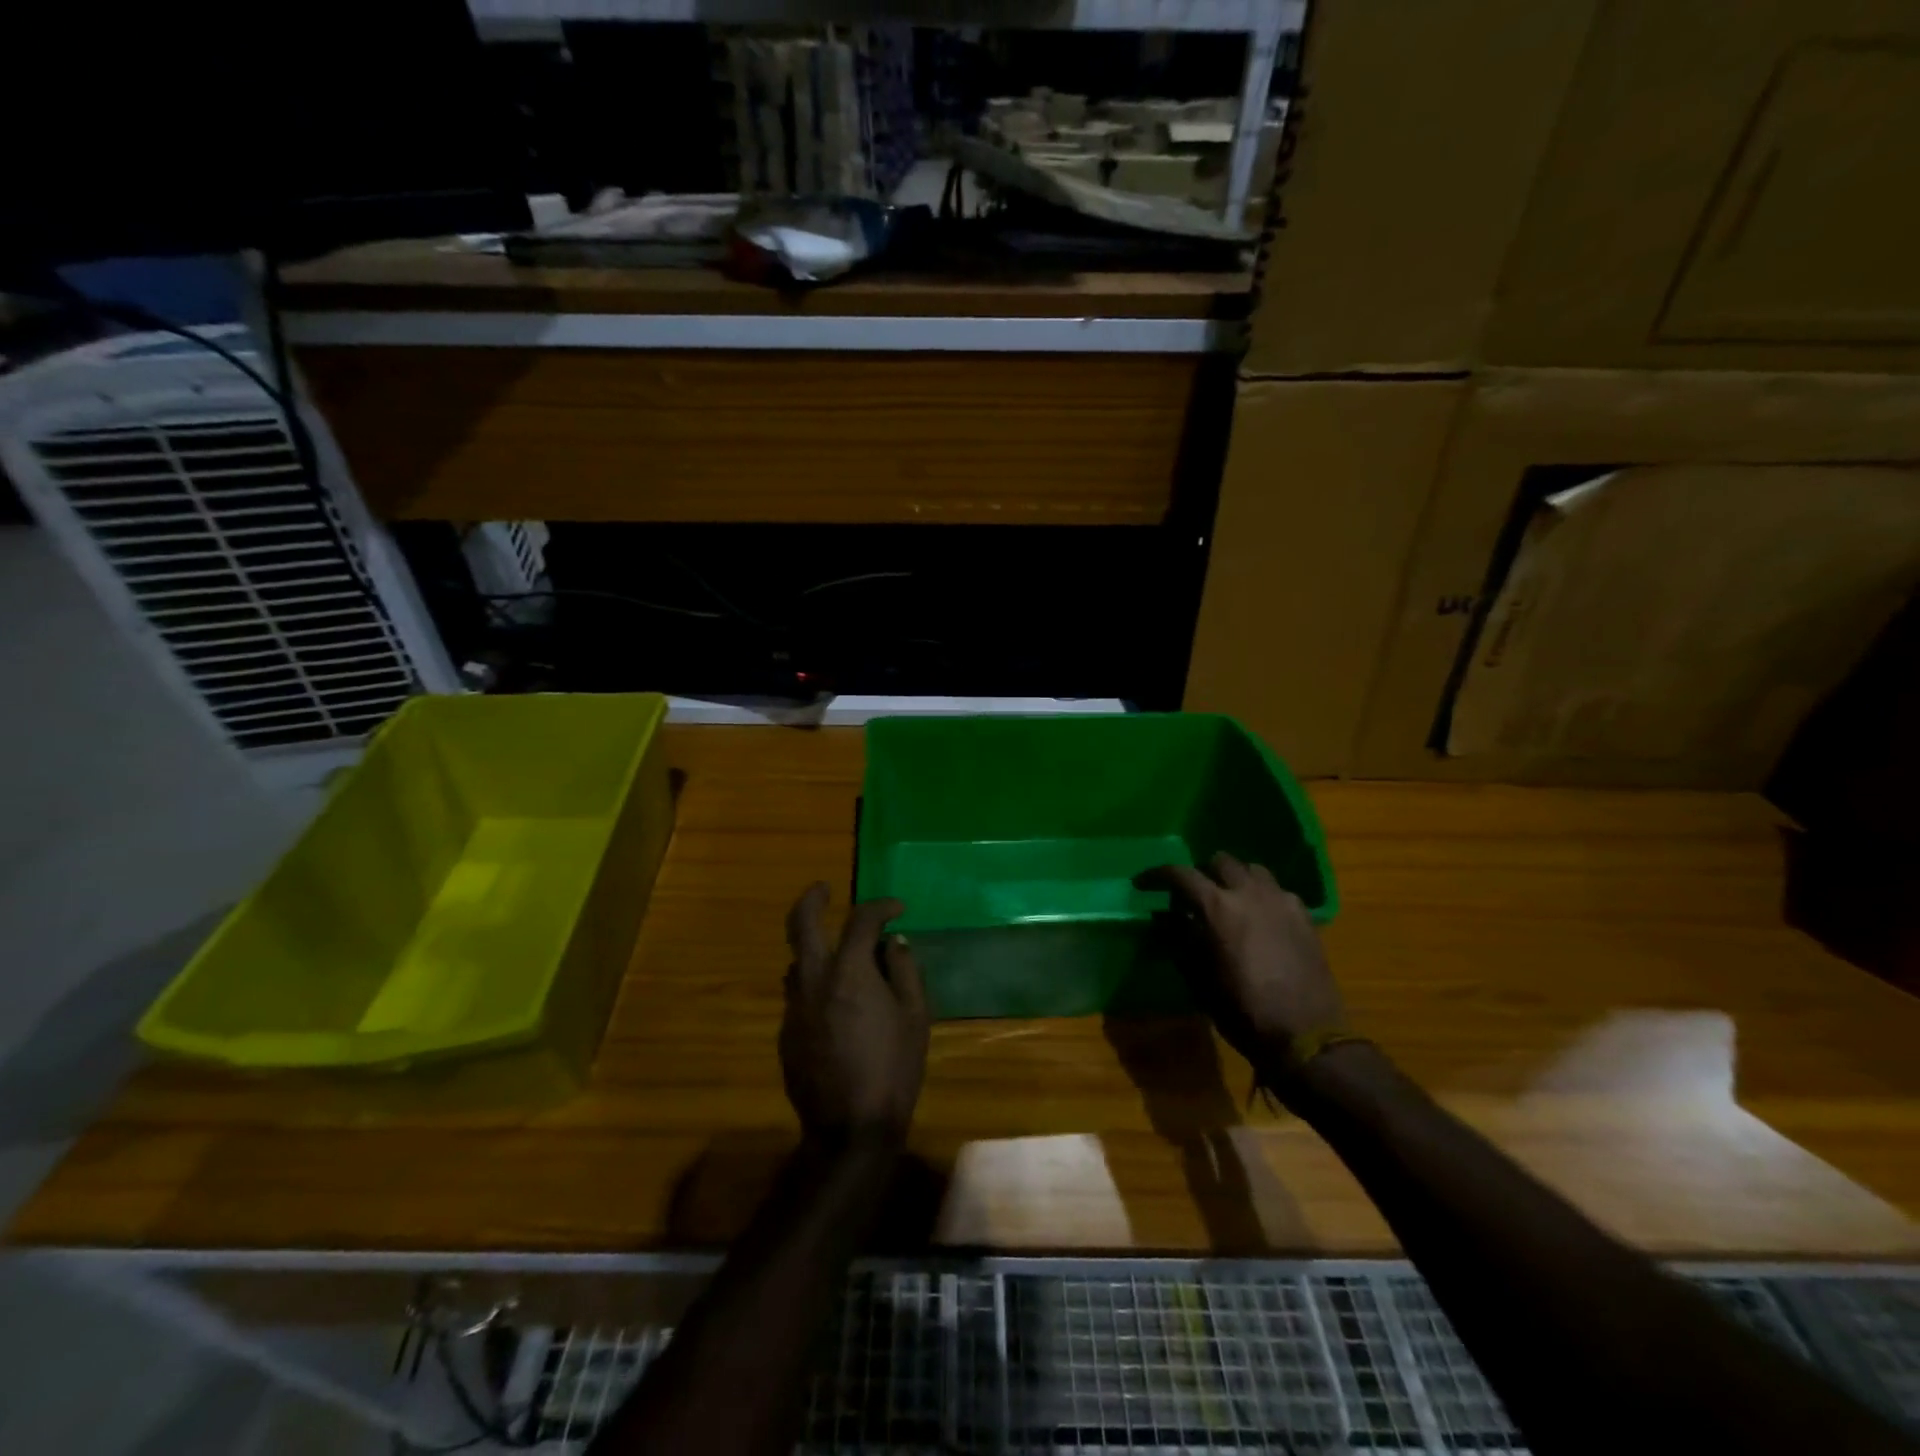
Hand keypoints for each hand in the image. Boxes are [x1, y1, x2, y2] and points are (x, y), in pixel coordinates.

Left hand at [780, 883, 928, 1142]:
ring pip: (796, 961)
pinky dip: (815, 984)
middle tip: (824, 889)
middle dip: (812, 899)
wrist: (849, 1130)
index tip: (897, 909)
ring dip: (813, 947)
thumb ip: (904, 970)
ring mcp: (794, 1007)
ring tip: (840, 957)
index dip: (881, 907)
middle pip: (801, 924)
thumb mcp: (914, 1017)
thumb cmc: (893, 1069)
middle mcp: (813, 981)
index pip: (861, 920)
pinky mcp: (785, 1033)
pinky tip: (836, 1005)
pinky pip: (798, 994)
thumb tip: (894, 942)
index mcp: (849, 972)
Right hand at [1141, 853, 1344, 1064]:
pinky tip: (1261, 917)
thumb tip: (1166, 917)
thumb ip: (1181, 939)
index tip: (1144, 883)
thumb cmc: (1243, 1010)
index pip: (1181, 874)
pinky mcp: (1305, 917)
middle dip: (1203, 872)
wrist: (1306, 1036)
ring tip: (1229, 899)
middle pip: (1221, 861)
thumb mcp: (1200, 979)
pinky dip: (1263, 895)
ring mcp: (1282, 902)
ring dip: (1236, 878)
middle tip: (1194, 893)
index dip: (1158, 875)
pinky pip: (1279, 891)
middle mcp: (1250, 894)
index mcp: (1218, 908)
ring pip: (1253, 870)